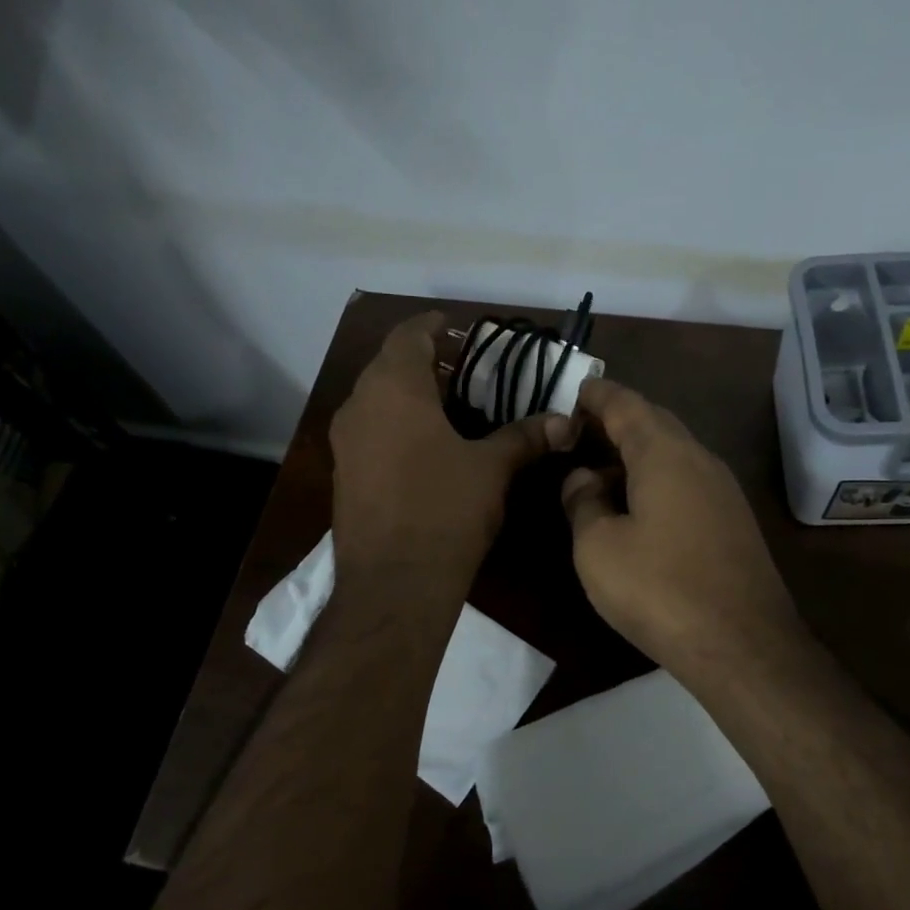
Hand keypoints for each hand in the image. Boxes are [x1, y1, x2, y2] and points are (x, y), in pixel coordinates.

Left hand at [331, 312, 570, 583]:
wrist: (394, 583)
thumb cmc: (445, 511)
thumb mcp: (492, 469)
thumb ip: (525, 437)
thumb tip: (565, 422)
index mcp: (394, 388)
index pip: (408, 335)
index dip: (432, 326)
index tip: (455, 327)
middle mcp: (360, 405)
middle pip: (388, 365)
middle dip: (423, 361)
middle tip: (463, 370)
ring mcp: (345, 442)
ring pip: (375, 399)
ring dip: (407, 393)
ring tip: (448, 406)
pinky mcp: (344, 473)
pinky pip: (369, 429)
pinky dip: (394, 423)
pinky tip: (425, 446)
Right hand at [561, 378, 802, 687]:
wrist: (742, 644)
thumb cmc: (659, 588)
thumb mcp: (598, 546)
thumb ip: (583, 502)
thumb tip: (581, 479)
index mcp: (665, 453)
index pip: (627, 404)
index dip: (598, 395)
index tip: (575, 391)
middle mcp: (700, 459)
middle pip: (655, 424)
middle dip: (618, 422)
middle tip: (582, 432)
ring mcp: (723, 490)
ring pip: (674, 454)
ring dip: (637, 455)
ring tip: (601, 472)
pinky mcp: (733, 521)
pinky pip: (688, 482)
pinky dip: (657, 481)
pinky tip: (638, 509)